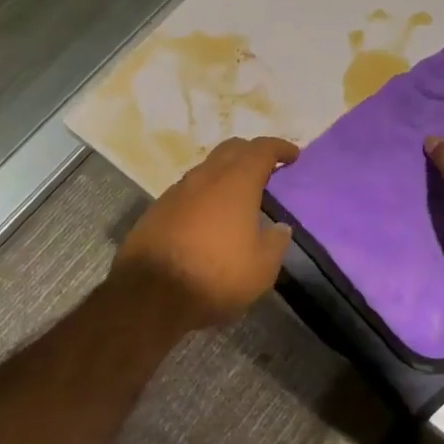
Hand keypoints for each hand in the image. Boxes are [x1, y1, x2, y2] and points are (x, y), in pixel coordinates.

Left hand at [113, 136, 299, 331]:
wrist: (150, 295)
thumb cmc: (215, 276)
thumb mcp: (262, 268)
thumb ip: (276, 242)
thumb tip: (280, 227)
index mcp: (236, 183)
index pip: (261, 150)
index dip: (279, 148)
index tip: (293, 155)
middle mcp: (205, 177)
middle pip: (231, 149)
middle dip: (251, 152)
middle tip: (267, 167)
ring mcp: (176, 191)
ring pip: (207, 169)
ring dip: (225, 173)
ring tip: (239, 193)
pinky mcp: (157, 210)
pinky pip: (189, 191)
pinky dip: (205, 194)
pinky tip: (210, 215)